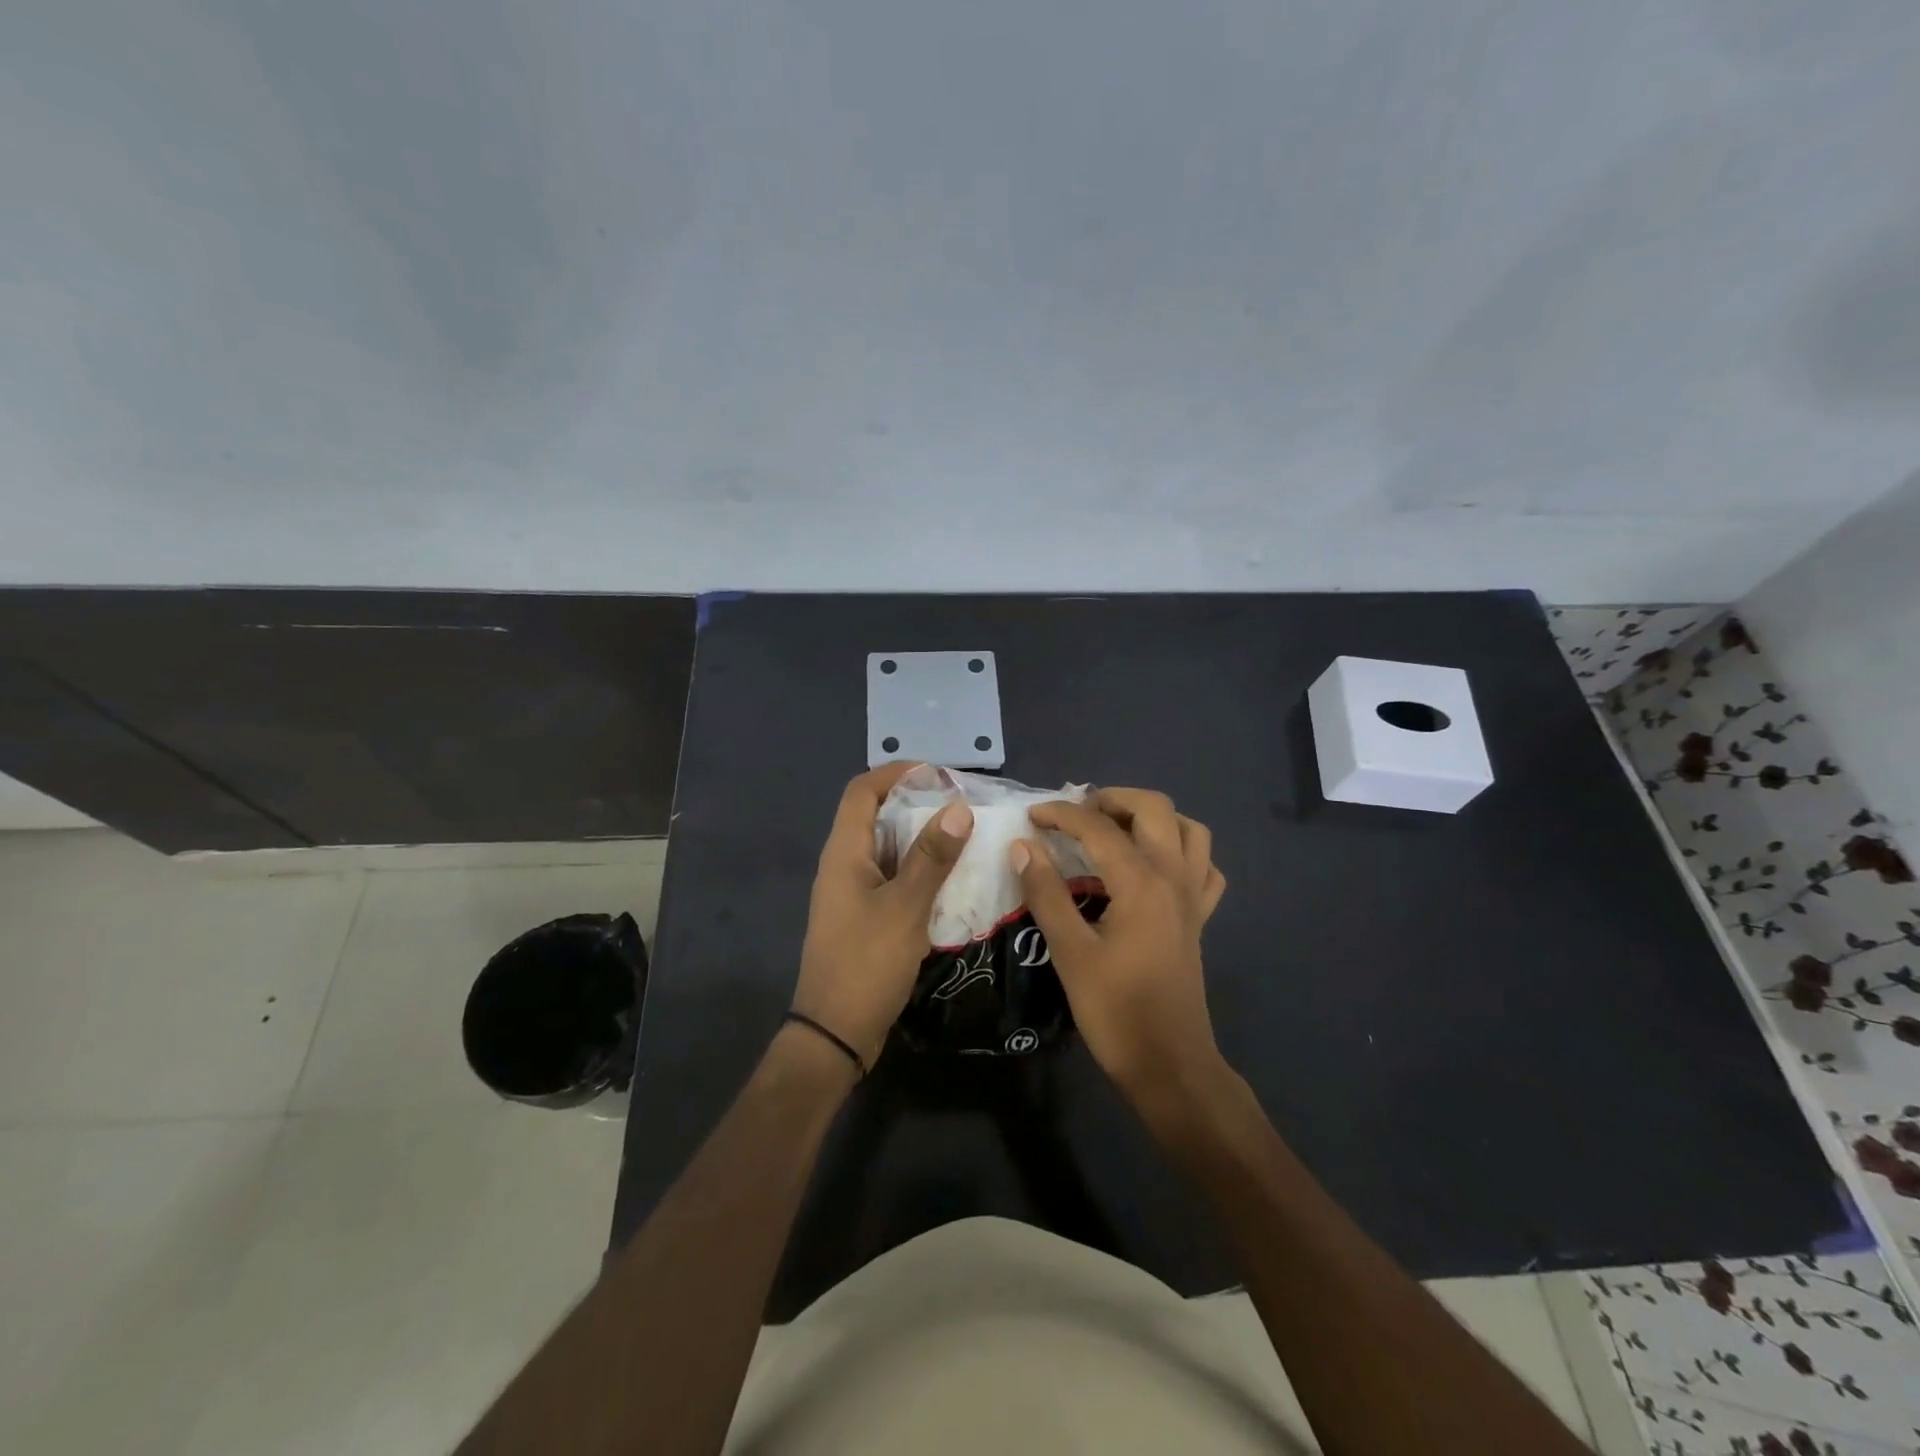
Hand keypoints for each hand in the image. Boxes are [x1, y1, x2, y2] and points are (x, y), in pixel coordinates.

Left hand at [792, 763, 973, 1066]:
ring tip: (966, 837)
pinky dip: (920, 872)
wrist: (836, 1033)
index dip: (896, 773)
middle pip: (876, 816)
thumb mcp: (905, 907)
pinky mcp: (864, 917)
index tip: (939, 774)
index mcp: (844, 853)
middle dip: (917, 805)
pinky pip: (893, 879)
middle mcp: (844, 865)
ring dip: (922, 840)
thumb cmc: (866, 963)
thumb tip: (957, 807)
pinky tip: (952, 881)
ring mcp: (853, 893)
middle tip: (963, 807)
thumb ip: (931, 857)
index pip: (862, 791)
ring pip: (888, 850)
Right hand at [1012, 788, 1227, 1108]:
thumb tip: (1023, 846)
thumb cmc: (1115, 1010)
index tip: (1031, 816)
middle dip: (1112, 799)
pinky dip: (1181, 853)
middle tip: (1076, 814)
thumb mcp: (1070, 952)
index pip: (1098, 827)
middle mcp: (1174, 878)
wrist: (1169, 1064)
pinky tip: (1154, 867)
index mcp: (1141, 882)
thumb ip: (1046, 893)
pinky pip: (1203, 868)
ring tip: (1115, 830)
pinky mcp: (1199, 919)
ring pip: (1189, 830)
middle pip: (1154, 808)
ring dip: (1152, 818)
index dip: (1061, 814)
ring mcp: (1192, 897)